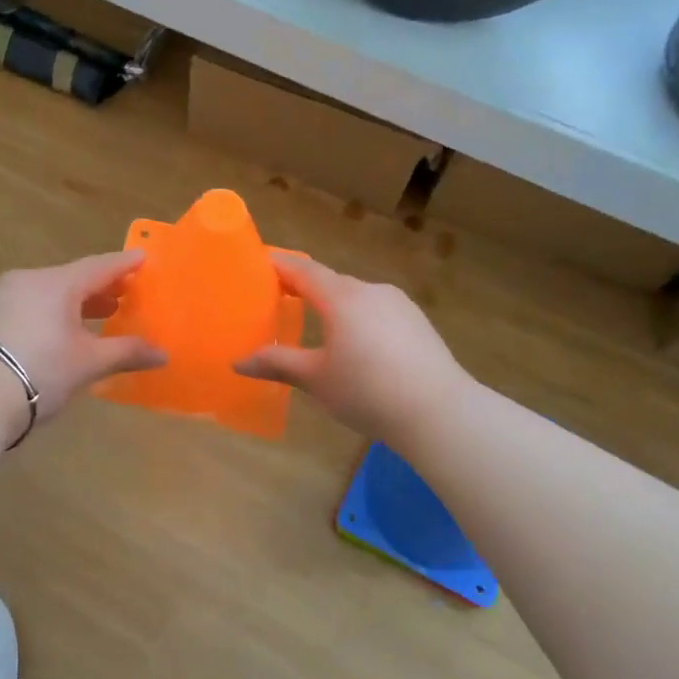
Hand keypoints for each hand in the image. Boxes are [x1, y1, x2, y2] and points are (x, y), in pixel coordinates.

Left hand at [0, 251, 166, 437]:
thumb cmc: (40, 371)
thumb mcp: (88, 363)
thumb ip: (127, 352)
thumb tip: (164, 354)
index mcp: (58, 282)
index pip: (100, 266)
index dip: (125, 264)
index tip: (144, 258)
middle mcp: (29, 279)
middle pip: (73, 277)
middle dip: (102, 287)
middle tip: (126, 294)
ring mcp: (3, 296)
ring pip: (49, 291)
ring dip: (76, 302)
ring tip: (99, 314)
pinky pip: (30, 304)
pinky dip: (52, 312)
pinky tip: (61, 331)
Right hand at [235, 254, 471, 447]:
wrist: (440, 413)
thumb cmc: (368, 392)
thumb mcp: (316, 379)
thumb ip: (277, 364)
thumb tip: (238, 362)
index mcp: (342, 297)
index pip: (301, 269)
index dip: (276, 265)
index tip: (255, 265)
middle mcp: (371, 290)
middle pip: (329, 281)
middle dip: (302, 288)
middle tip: (276, 301)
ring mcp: (398, 304)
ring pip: (355, 296)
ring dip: (331, 304)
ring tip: (313, 325)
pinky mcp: (416, 322)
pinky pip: (376, 310)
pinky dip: (356, 318)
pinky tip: (355, 345)